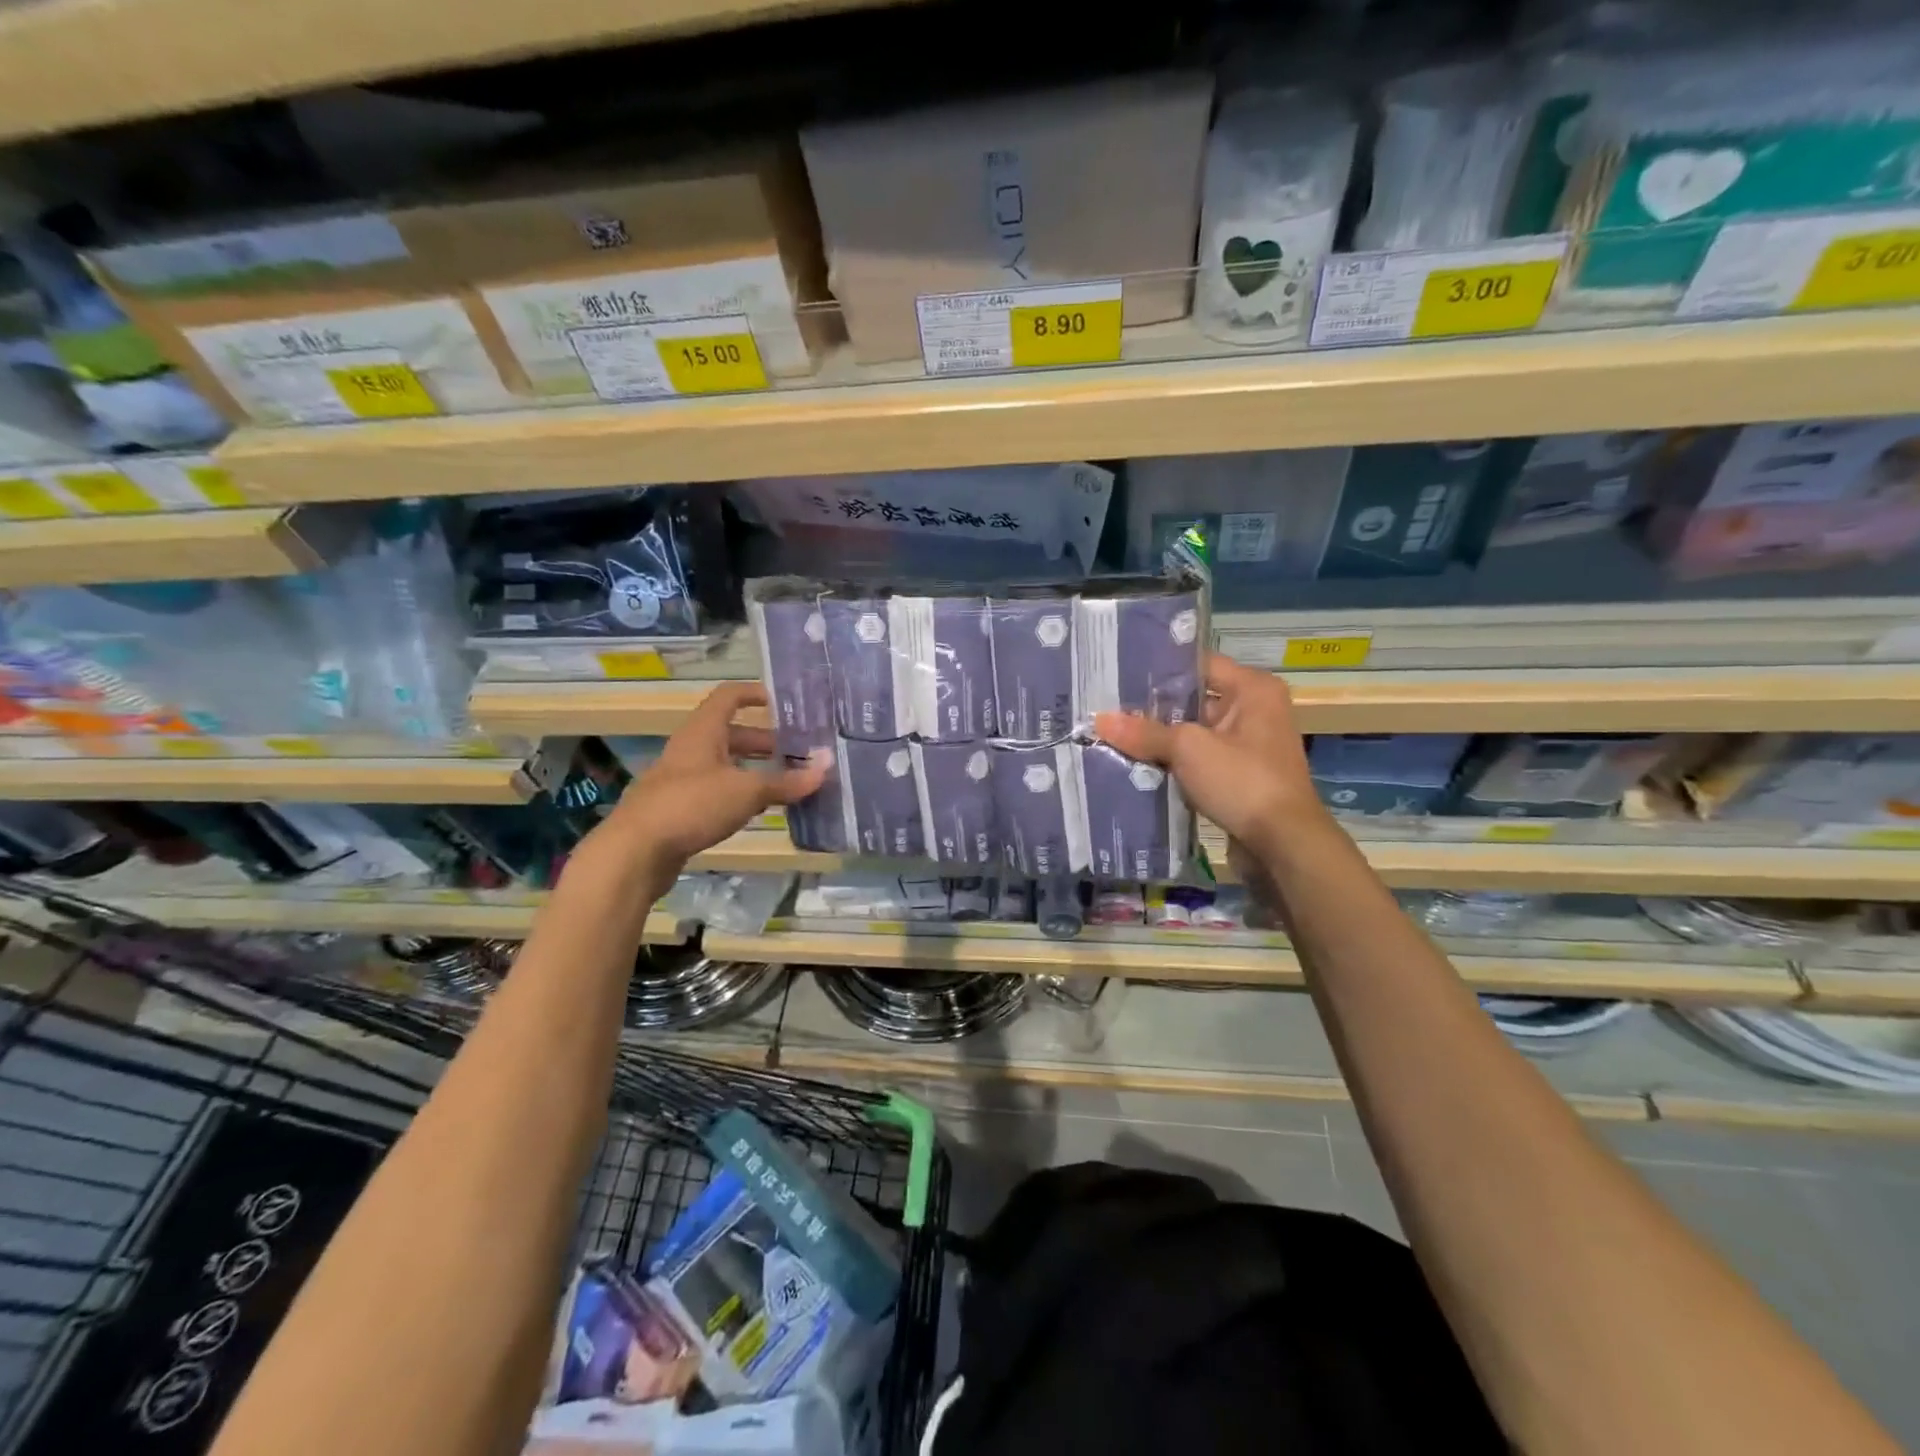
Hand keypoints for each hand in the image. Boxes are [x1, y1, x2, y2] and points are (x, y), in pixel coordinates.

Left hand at [594, 683, 828, 893]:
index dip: (756, 694)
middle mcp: (691, 749)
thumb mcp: (746, 791)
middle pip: (731, 734)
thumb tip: (827, 766)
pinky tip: (760, 811)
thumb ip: (787, 781)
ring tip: (788, 783)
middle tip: (799, 752)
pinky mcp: (678, 810)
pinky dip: (740, 795)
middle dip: (766, 741)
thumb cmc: (692, 805)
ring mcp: (682, 780)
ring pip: (725, 765)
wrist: (634, 852)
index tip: (786, 703)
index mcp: (703, 732)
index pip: (730, 696)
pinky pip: (717, 792)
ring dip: (755, 770)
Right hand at [1094, 653, 1324, 873]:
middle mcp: (1255, 711)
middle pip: (1194, 700)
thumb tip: (1100, 720)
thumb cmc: (1242, 780)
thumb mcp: (1188, 749)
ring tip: (1114, 736)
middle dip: (1153, 709)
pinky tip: (1137, 766)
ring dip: (1161, 740)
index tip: (1120, 674)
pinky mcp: (1240, 777)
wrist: (1283, 845)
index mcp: (1253, 689)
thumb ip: (1145, 732)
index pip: (1199, 664)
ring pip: (1194, 734)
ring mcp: (1249, 746)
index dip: (1160, 670)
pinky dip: (1174, 764)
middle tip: (1108, 707)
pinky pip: (1199, 761)